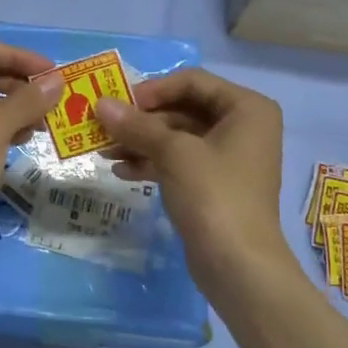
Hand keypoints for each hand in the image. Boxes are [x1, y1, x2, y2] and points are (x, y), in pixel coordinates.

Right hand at [95, 69, 289, 290]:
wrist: (239, 266)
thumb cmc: (214, 195)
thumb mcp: (173, 153)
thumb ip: (136, 125)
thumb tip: (100, 104)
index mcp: (246, 108)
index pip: (192, 81)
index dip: (153, 89)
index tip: (120, 104)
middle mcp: (242, 126)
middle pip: (182, 108)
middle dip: (142, 120)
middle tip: (104, 127)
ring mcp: (229, 157)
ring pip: (177, 137)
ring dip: (141, 141)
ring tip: (104, 152)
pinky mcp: (214, 184)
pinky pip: (179, 161)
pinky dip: (152, 162)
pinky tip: (121, 172)